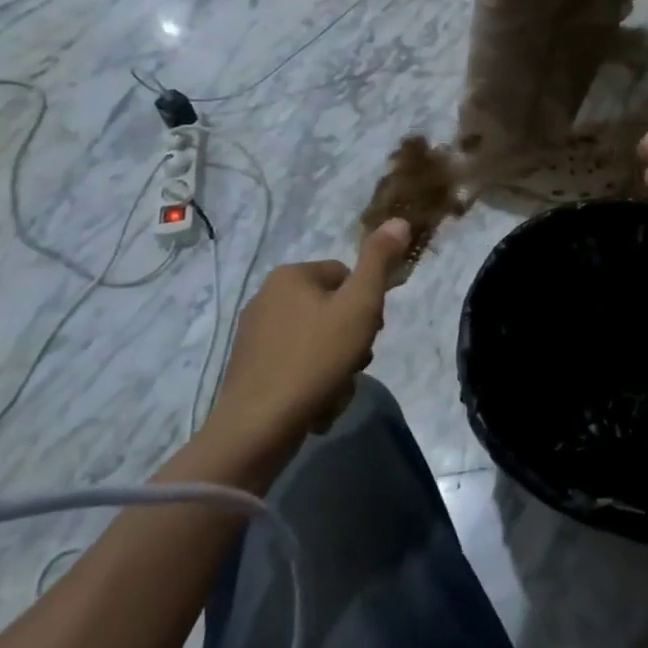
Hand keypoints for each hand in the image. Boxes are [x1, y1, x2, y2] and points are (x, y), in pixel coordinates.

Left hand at [207, 218, 411, 453]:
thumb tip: (399, 220)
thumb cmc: (316, 359)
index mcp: (291, 275)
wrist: (258, 426)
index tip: (369, 334)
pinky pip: (294, 365)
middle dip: (349, 339)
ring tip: (334, 390)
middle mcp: (266, 296)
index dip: (365, 306)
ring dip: (334, 365)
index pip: (346, 276)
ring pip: (315, 341)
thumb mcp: (360, 306)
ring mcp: (253, 334)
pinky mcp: (248, 368)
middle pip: (330, 310)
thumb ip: (380, 261)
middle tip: (354, 365)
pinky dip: (310, 381)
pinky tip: (315, 405)